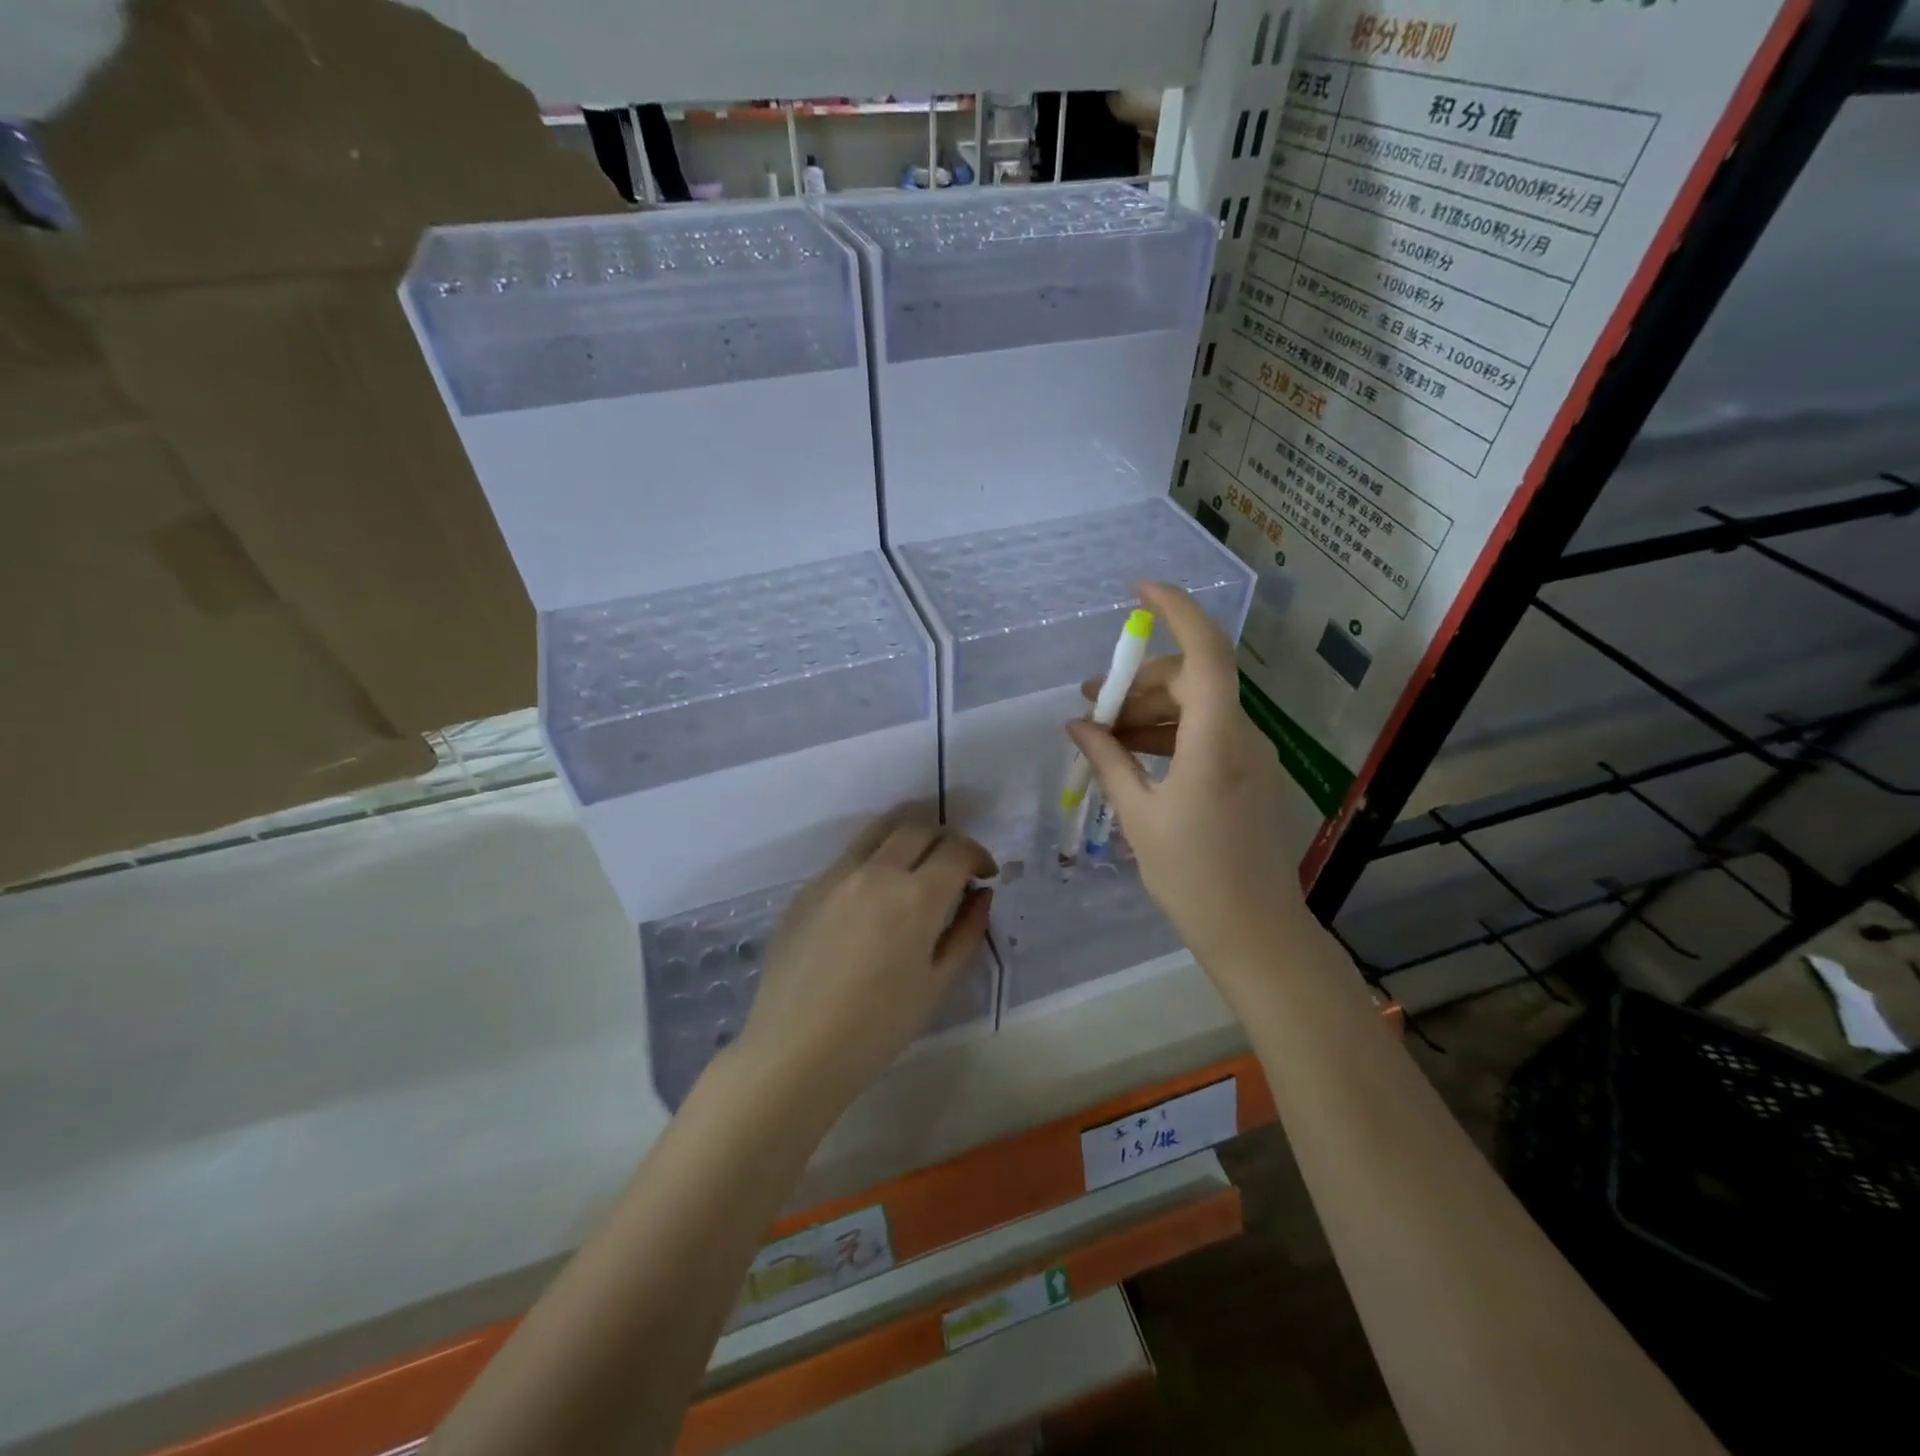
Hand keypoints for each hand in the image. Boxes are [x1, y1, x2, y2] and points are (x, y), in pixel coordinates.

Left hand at [736, 811, 994, 1110]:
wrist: (795, 1051)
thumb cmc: (877, 1028)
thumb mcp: (937, 984)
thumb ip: (966, 931)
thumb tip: (981, 894)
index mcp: (914, 897)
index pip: (956, 850)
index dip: (978, 855)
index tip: (984, 874)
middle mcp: (875, 872)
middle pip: (917, 827)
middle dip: (945, 839)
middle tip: (953, 866)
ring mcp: (835, 875)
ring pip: (879, 830)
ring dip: (907, 838)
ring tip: (916, 866)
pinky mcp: (807, 888)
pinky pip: (849, 857)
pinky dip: (874, 860)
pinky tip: (873, 897)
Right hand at [1065, 582, 1309, 983]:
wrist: (1256, 932)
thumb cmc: (1192, 877)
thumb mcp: (1139, 817)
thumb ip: (1108, 762)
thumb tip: (1079, 725)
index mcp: (1215, 740)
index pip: (1205, 651)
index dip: (1176, 610)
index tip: (1138, 589)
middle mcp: (1241, 736)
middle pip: (1192, 679)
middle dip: (1139, 682)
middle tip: (1092, 703)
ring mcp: (1251, 755)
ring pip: (1199, 706)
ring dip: (1151, 710)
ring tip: (1104, 732)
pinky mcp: (1250, 774)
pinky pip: (1207, 733)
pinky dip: (1170, 733)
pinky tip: (1135, 754)